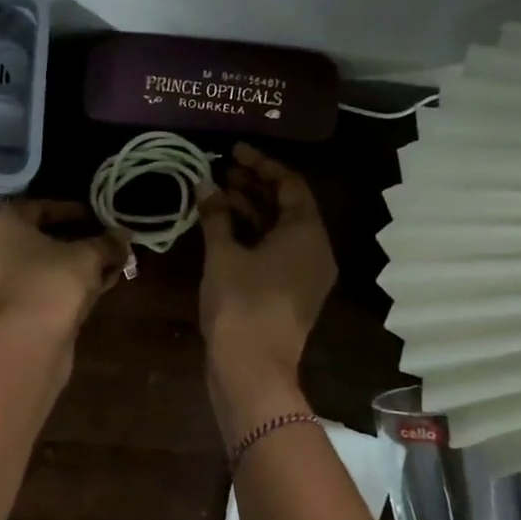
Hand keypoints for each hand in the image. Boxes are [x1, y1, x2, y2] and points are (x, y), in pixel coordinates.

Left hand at [0, 201, 128, 336]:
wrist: (27, 343)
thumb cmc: (52, 282)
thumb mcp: (88, 256)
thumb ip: (106, 243)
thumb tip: (122, 237)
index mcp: (1, 224)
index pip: (39, 207)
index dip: (72, 211)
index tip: (99, 217)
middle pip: (38, 239)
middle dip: (75, 241)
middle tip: (104, 243)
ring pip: (39, 267)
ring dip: (72, 267)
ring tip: (106, 268)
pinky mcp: (3, 312)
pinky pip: (36, 289)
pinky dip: (61, 287)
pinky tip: (93, 291)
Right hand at [198, 145, 335, 422]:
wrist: (251, 368)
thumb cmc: (240, 304)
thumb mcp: (223, 255)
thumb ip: (215, 216)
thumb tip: (205, 185)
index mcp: (306, 233)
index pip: (290, 184)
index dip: (261, 164)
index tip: (233, 151)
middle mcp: (315, 249)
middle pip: (287, 206)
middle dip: (254, 186)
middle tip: (220, 170)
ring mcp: (306, 274)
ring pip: (280, 230)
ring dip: (250, 211)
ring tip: (216, 196)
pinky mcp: (292, 292)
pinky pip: (276, 251)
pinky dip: (253, 236)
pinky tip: (223, 229)